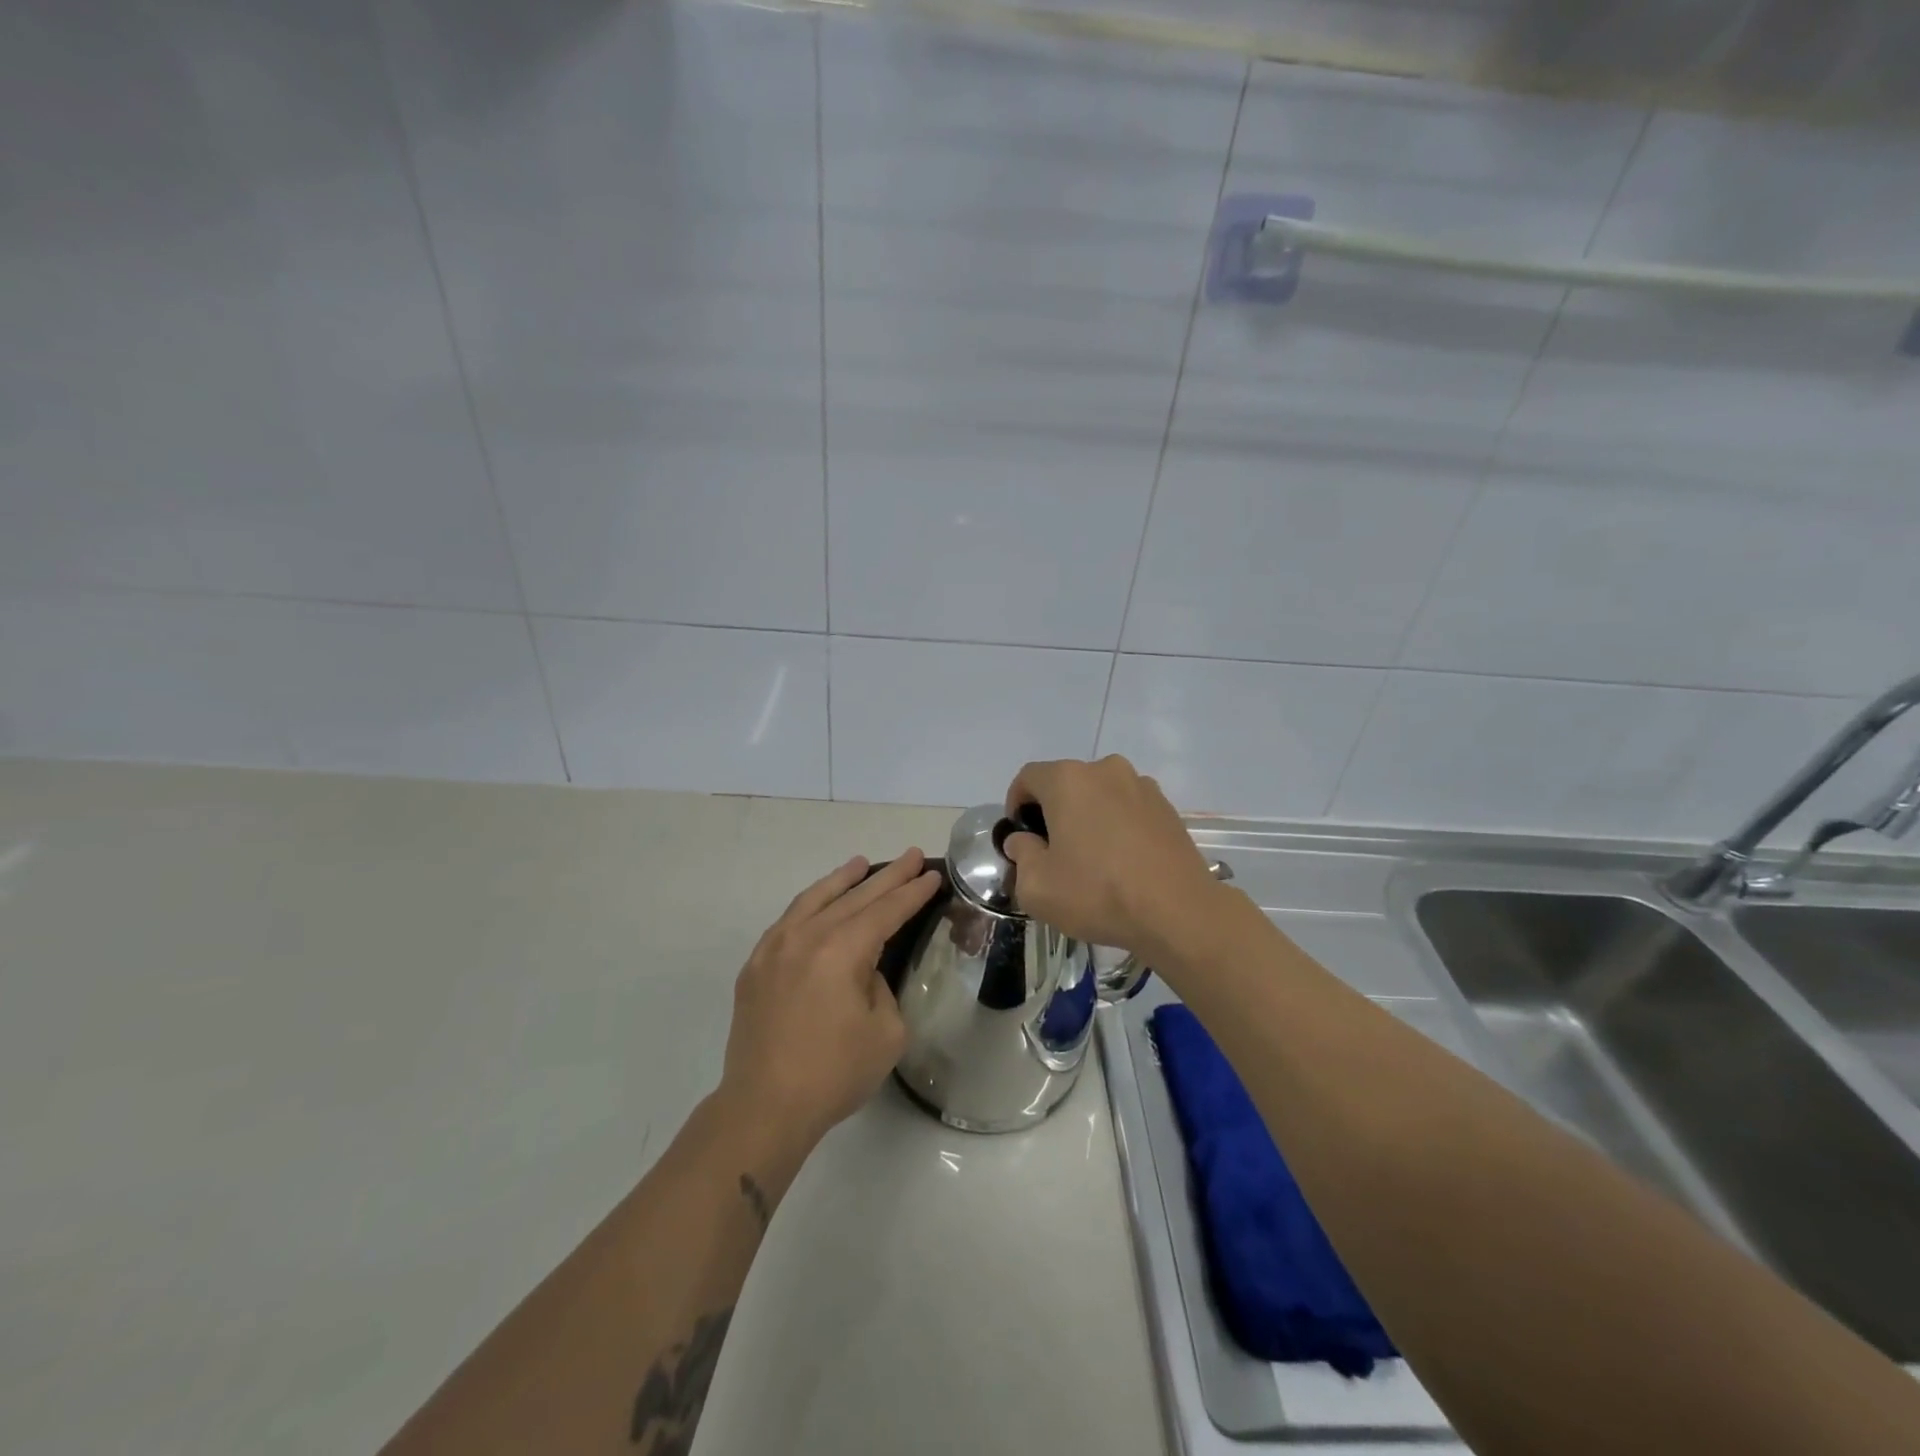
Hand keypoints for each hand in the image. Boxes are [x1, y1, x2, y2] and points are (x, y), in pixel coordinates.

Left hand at [718, 850, 941, 1146]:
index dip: (912, 892)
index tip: (932, 875)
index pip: (886, 911)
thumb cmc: (834, 1073)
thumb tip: (862, 972)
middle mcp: (807, 936)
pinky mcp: (756, 965)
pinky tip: (819, 903)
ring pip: (815, 899)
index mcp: (842, 950)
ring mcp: (775, 948)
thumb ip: (881, 988)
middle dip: (887, 876)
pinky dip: (810, 903)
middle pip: (854, 896)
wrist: (764, 1106)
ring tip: (862, 865)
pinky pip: (789, 919)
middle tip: (912, 856)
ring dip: (843, 880)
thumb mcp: (886, 1032)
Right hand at [1002, 756, 1224, 955]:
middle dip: (1053, 812)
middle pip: (1066, 784)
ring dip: (1088, 817)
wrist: (1178, 912)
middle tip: (1052, 852)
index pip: (1028, 778)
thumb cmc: (1097, 893)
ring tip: (1091, 858)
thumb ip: (1021, 855)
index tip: (1020, 836)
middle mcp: (1105, 770)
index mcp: (1068, 780)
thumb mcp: (1037, 886)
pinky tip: (1122, 862)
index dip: (1016, 803)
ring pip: (1099, 795)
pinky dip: (1117, 826)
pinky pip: (1128, 809)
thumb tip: (1024, 840)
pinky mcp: (1167, 807)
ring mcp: (1141, 786)